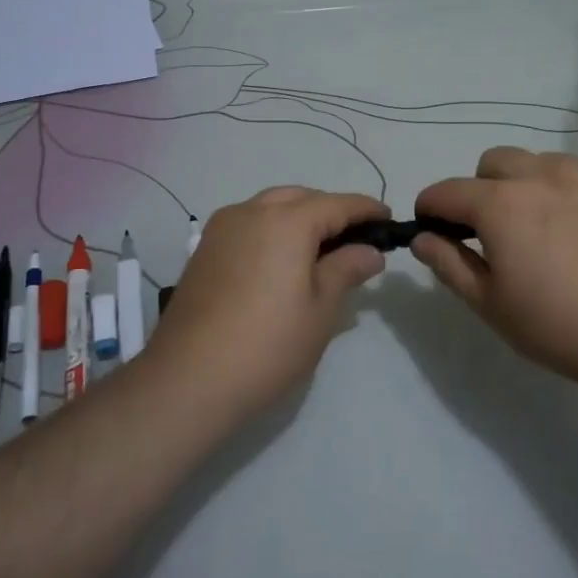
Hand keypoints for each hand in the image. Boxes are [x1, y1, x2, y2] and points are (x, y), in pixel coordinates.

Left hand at [152, 188, 388, 411]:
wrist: (188, 379)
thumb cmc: (268, 345)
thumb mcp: (321, 310)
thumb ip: (346, 270)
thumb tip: (370, 252)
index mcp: (287, 221)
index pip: (337, 203)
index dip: (366, 209)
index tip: (388, 219)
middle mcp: (251, 211)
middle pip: (301, 198)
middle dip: (331, 210)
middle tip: (355, 239)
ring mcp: (221, 228)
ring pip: (271, 207)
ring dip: (299, 217)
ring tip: (320, 250)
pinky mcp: (204, 250)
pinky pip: (248, 224)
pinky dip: (272, 230)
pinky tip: (281, 261)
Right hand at [413, 147, 577, 393]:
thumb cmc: (558, 324)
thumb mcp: (490, 304)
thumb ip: (449, 264)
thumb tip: (422, 238)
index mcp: (499, 204)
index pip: (446, 191)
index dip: (429, 209)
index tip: (430, 230)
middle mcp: (538, 177)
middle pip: (492, 162)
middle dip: (478, 187)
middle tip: (488, 231)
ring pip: (537, 161)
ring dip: (522, 182)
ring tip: (534, 223)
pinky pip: (576, 176)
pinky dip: (561, 191)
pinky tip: (574, 229)